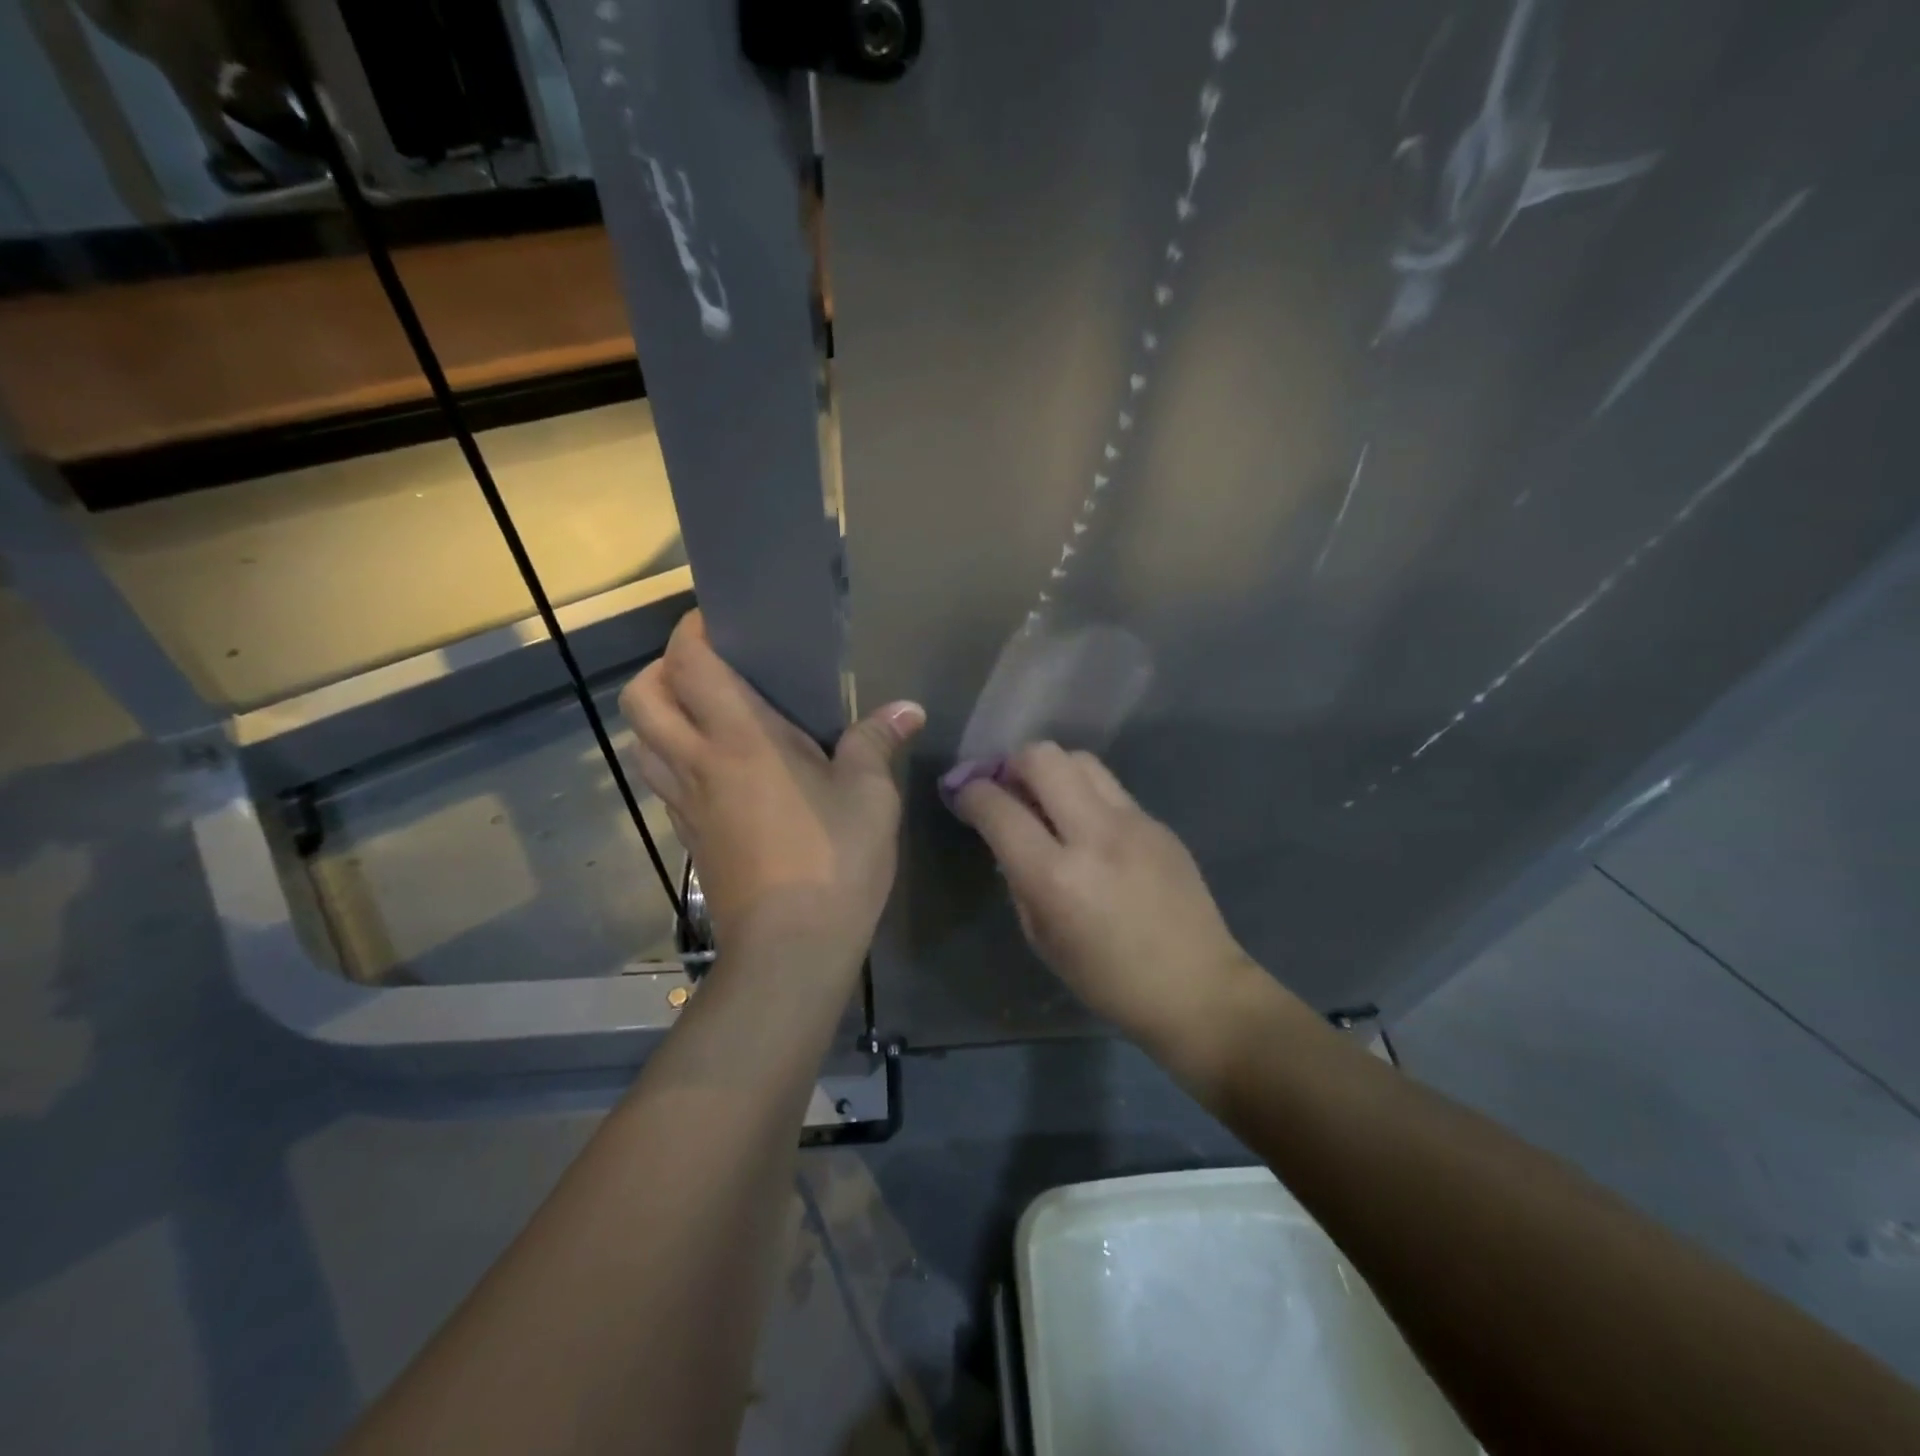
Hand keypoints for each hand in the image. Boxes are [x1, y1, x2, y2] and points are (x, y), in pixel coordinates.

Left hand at [619, 611, 924, 970]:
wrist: (790, 950)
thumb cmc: (833, 861)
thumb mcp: (870, 795)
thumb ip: (878, 742)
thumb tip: (908, 708)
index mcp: (740, 739)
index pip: (690, 663)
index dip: (693, 630)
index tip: (722, 620)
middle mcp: (697, 762)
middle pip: (643, 697)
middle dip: (663, 668)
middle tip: (712, 668)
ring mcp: (685, 802)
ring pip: (643, 740)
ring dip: (663, 714)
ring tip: (712, 714)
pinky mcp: (689, 836)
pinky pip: (665, 779)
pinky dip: (677, 757)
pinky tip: (724, 769)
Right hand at [954, 744, 1257, 1050]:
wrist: (1197, 988)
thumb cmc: (1108, 980)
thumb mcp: (1042, 938)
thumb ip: (1019, 879)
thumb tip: (1008, 838)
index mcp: (1055, 876)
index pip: (998, 807)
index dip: (970, 793)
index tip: (964, 796)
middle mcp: (1094, 835)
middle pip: (1042, 758)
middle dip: (1011, 764)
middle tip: (1006, 788)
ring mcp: (1133, 822)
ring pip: (1080, 759)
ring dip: (1052, 770)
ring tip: (1047, 800)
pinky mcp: (1158, 822)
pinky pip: (1110, 789)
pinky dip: (1086, 794)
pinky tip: (1088, 827)